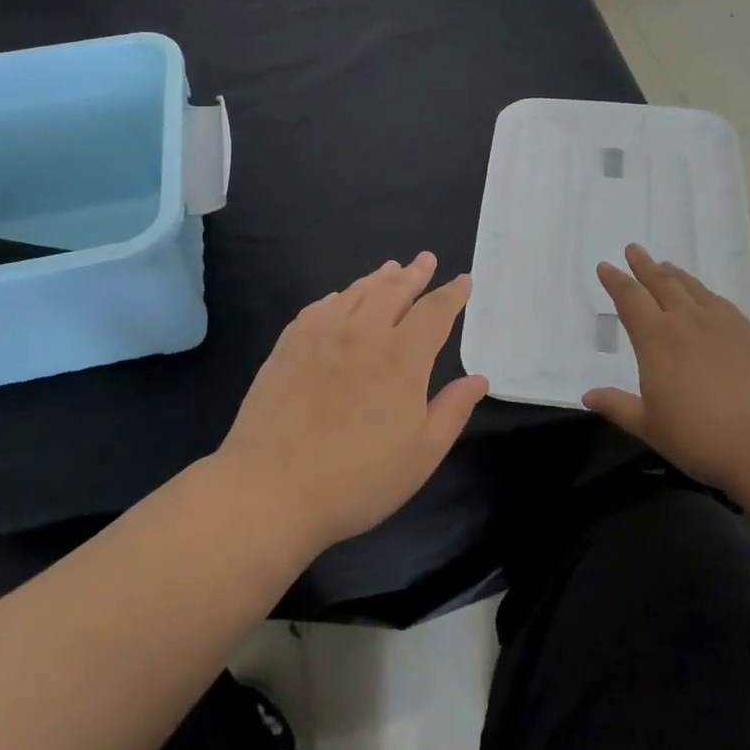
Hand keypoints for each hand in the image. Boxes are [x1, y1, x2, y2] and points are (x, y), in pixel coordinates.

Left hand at [216, 252, 487, 556]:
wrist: (271, 489)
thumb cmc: (357, 480)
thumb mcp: (421, 455)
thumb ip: (452, 411)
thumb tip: (478, 379)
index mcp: (402, 357)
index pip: (435, 311)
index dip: (452, 293)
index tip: (463, 280)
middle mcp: (364, 333)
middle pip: (394, 290)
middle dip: (415, 273)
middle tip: (426, 260)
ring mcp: (322, 334)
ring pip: (357, 292)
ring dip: (379, 278)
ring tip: (391, 268)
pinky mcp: (290, 344)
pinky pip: (321, 307)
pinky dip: (339, 296)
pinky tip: (340, 299)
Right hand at [584, 244, 749, 493]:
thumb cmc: (700, 436)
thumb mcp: (650, 426)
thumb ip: (618, 406)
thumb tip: (588, 396)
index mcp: (655, 339)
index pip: (630, 299)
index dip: (615, 281)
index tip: (606, 266)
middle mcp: (686, 321)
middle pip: (661, 283)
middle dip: (644, 265)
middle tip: (634, 249)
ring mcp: (721, 324)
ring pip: (693, 288)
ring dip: (675, 274)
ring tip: (666, 265)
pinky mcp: (749, 334)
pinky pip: (721, 302)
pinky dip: (707, 293)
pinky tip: (707, 296)